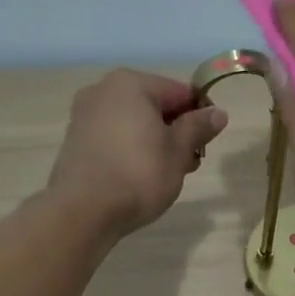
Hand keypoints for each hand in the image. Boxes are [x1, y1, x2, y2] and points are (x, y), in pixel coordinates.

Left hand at [47, 70, 226, 236]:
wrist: (84, 211)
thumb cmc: (139, 174)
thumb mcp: (178, 151)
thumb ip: (198, 127)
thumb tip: (218, 113)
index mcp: (131, 84)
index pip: (180, 92)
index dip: (201, 115)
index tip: (209, 142)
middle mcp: (103, 90)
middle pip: (155, 105)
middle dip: (177, 131)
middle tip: (190, 162)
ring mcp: (85, 115)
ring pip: (134, 123)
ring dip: (156, 142)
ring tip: (169, 173)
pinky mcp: (76, 141)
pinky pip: (115, 137)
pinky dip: (132, 149)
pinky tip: (141, 176)